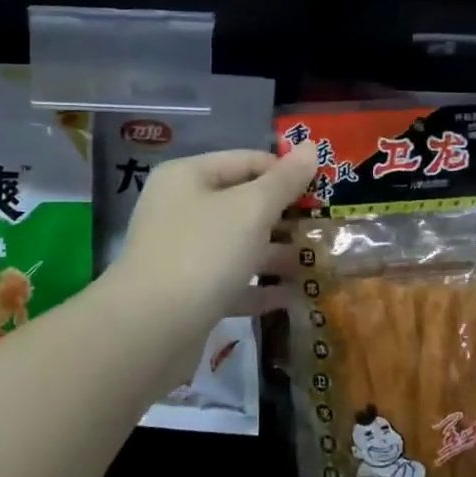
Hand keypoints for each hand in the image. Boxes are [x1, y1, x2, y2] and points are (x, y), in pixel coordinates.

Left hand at [107, 143, 317, 366]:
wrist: (149, 330)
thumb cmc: (203, 252)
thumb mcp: (251, 209)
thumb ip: (284, 180)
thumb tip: (311, 146)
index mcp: (188, 177)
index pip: (247, 160)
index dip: (286, 171)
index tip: (325, 189)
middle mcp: (181, 209)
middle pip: (242, 203)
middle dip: (285, 215)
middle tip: (326, 226)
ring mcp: (182, 253)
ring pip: (239, 244)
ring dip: (277, 253)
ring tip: (318, 261)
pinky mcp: (188, 294)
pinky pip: (232, 282)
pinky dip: (260, 288)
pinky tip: (293, 296)